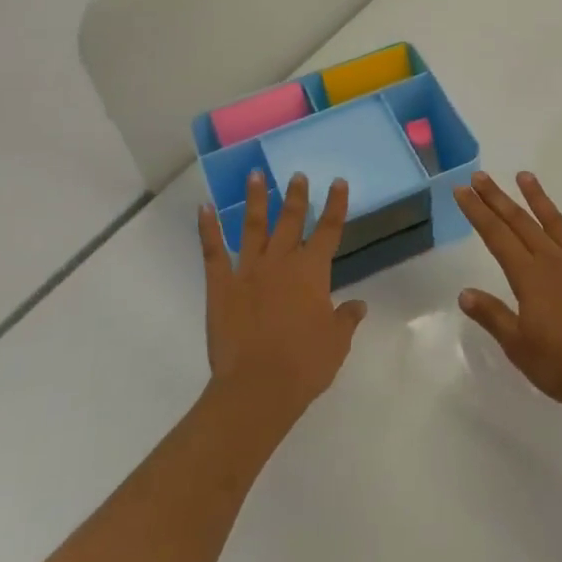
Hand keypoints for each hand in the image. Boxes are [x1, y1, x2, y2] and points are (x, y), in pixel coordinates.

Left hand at [199, 171, 366, 429]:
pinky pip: (213, 251)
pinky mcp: (221, 285)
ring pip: (253, 226)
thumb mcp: (336, 343)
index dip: (335, 205)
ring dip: (255, 199)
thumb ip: (346, 319)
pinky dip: (207, 228)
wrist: (257, 387)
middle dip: (296, 196)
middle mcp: (281, 262)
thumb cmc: (304, 365)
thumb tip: (358, 305)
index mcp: (312, 272)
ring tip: (255, 174)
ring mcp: (248, 270)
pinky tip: (204, 208)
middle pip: (291, 220)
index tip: (338, 182)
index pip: (329, 230)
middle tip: (297, 174)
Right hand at [455, 171, 561, 407]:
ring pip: (555, 221)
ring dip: (537, 197)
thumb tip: (464, 292)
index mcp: (528, 278)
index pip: (496, 236)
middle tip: (480, 175)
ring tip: (524, 175)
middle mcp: (552, 260)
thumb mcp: (520, 348)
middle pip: (520, 222)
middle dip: (498, 198)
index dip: (477, 212)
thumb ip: (493, 316)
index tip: (462, 190)